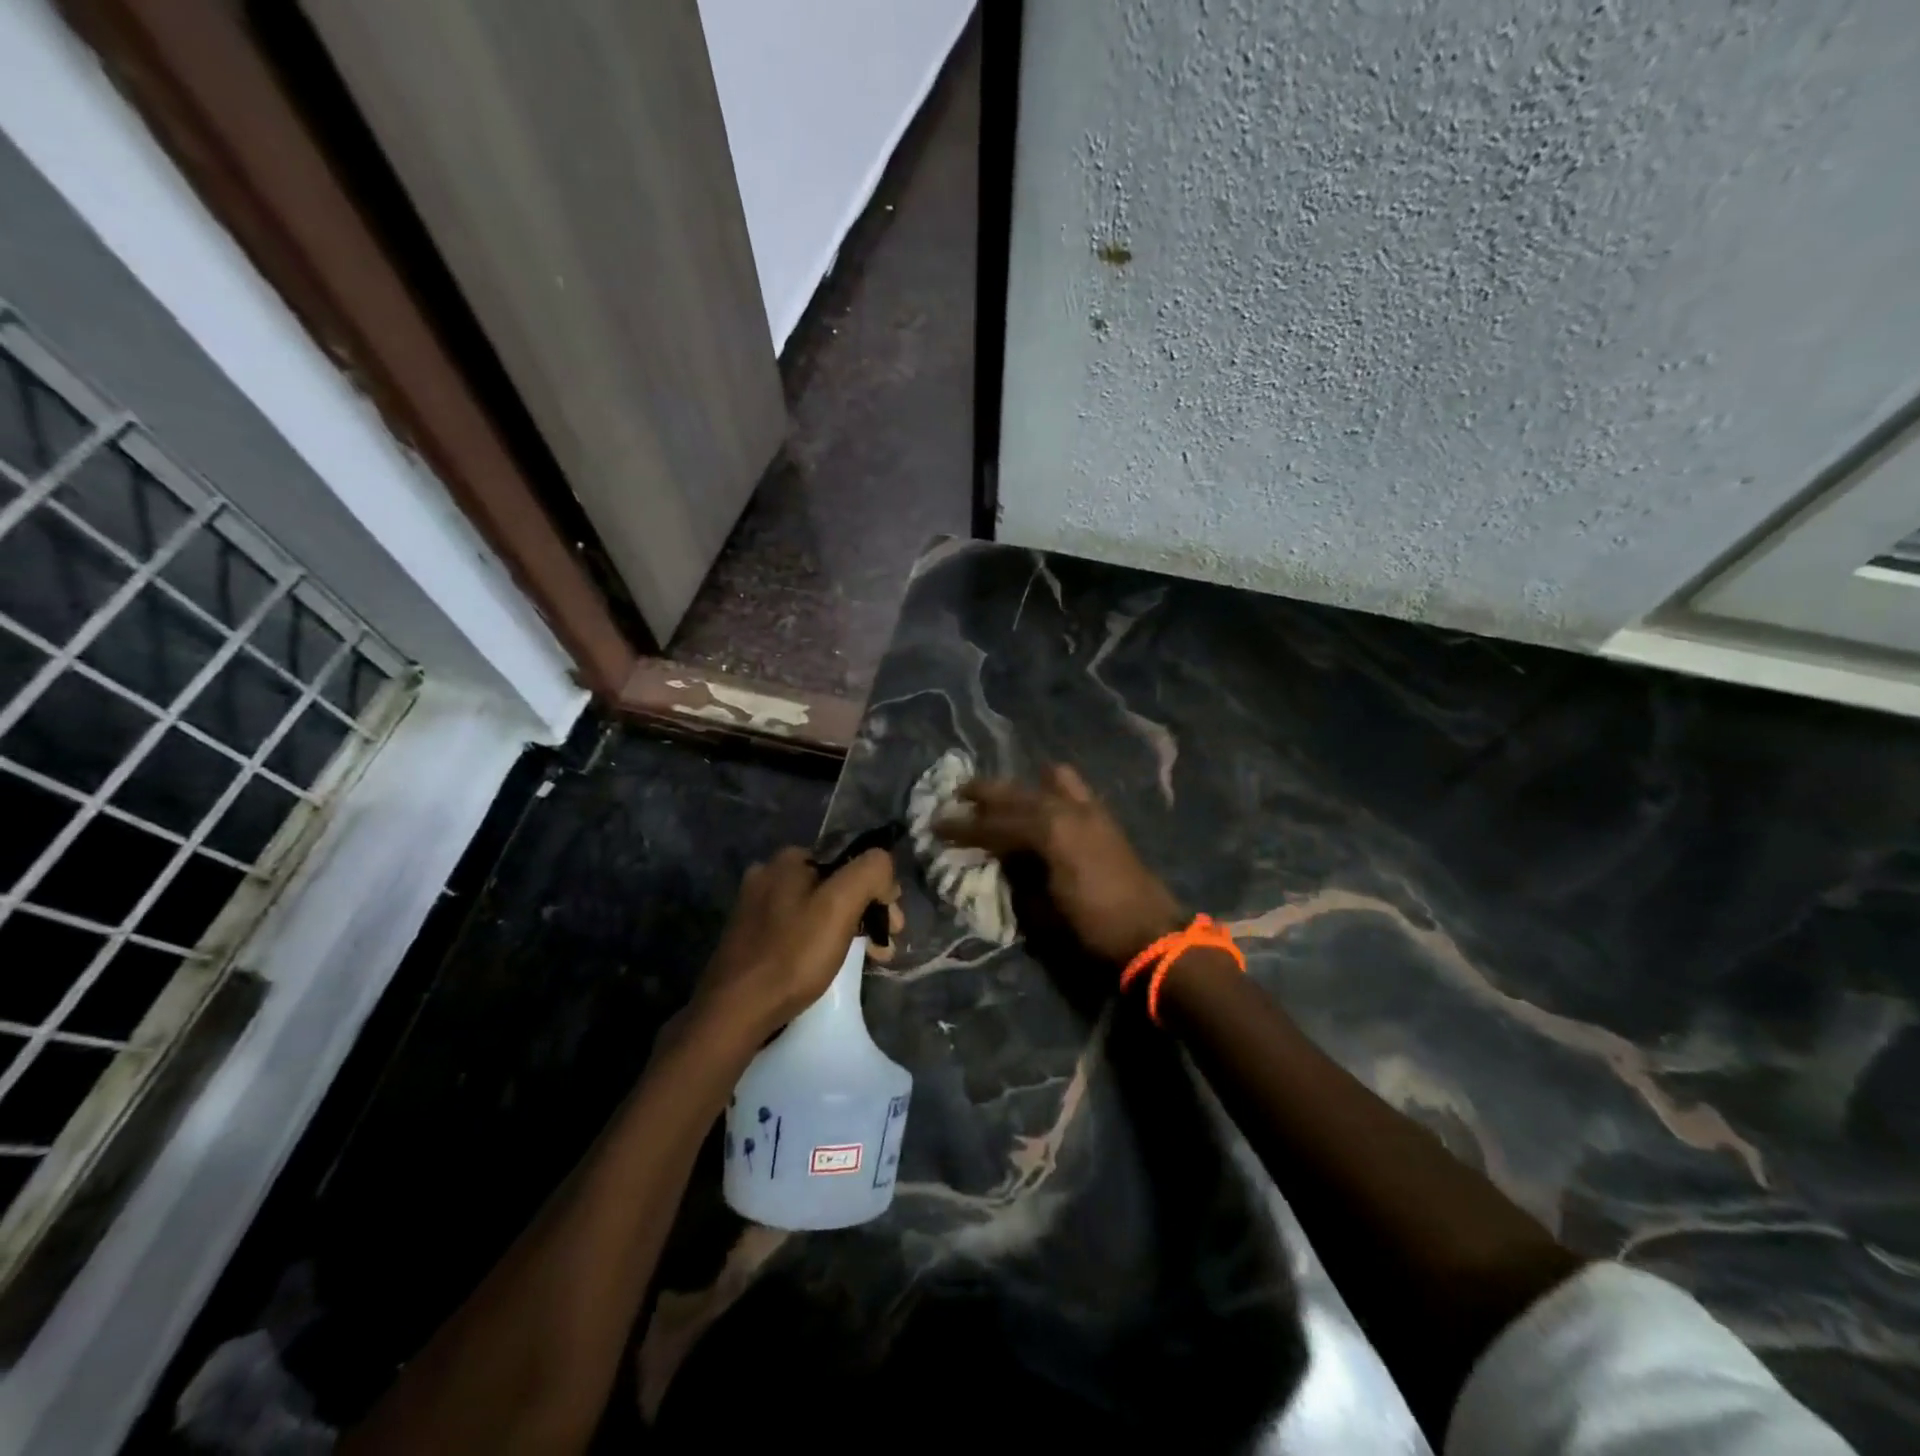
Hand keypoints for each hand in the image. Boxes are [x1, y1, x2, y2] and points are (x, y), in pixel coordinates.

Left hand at [692, 847, 901, 1044]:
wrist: (733, 1012)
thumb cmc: (792, 955)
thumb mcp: (840, 905)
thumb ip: (870, 872)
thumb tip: (883, 865)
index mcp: (789, 859)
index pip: (851, 859)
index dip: (879, 889)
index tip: (893, 925)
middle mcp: (769, 874)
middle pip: (836, 884)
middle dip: (868, 912)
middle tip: (885, 946)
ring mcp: (756, 907)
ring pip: (819, 908)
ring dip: (849, 929)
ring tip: (870, 960)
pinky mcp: (752, 938)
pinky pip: (800, 929)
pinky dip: (823, 942)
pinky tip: (833, 964)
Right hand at [937, 764, 1183, 965]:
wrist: (1152, 933)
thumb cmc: (1093, 927)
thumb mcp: (1043, 910)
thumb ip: (1018, 878)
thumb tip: (1002, 861)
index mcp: (1049, 832)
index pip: (995, 825)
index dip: (963, 827)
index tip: (936, 825)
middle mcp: (1068, 810)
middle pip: (1018, 794)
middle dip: (985, 793)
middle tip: (958, 792)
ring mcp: (1090, 810)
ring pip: (1048, 782)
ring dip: (1020, 787)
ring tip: (1001, 792)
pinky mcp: (1105, 818)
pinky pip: (1072, 789)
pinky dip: (1050, 788)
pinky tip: (1040, 796)